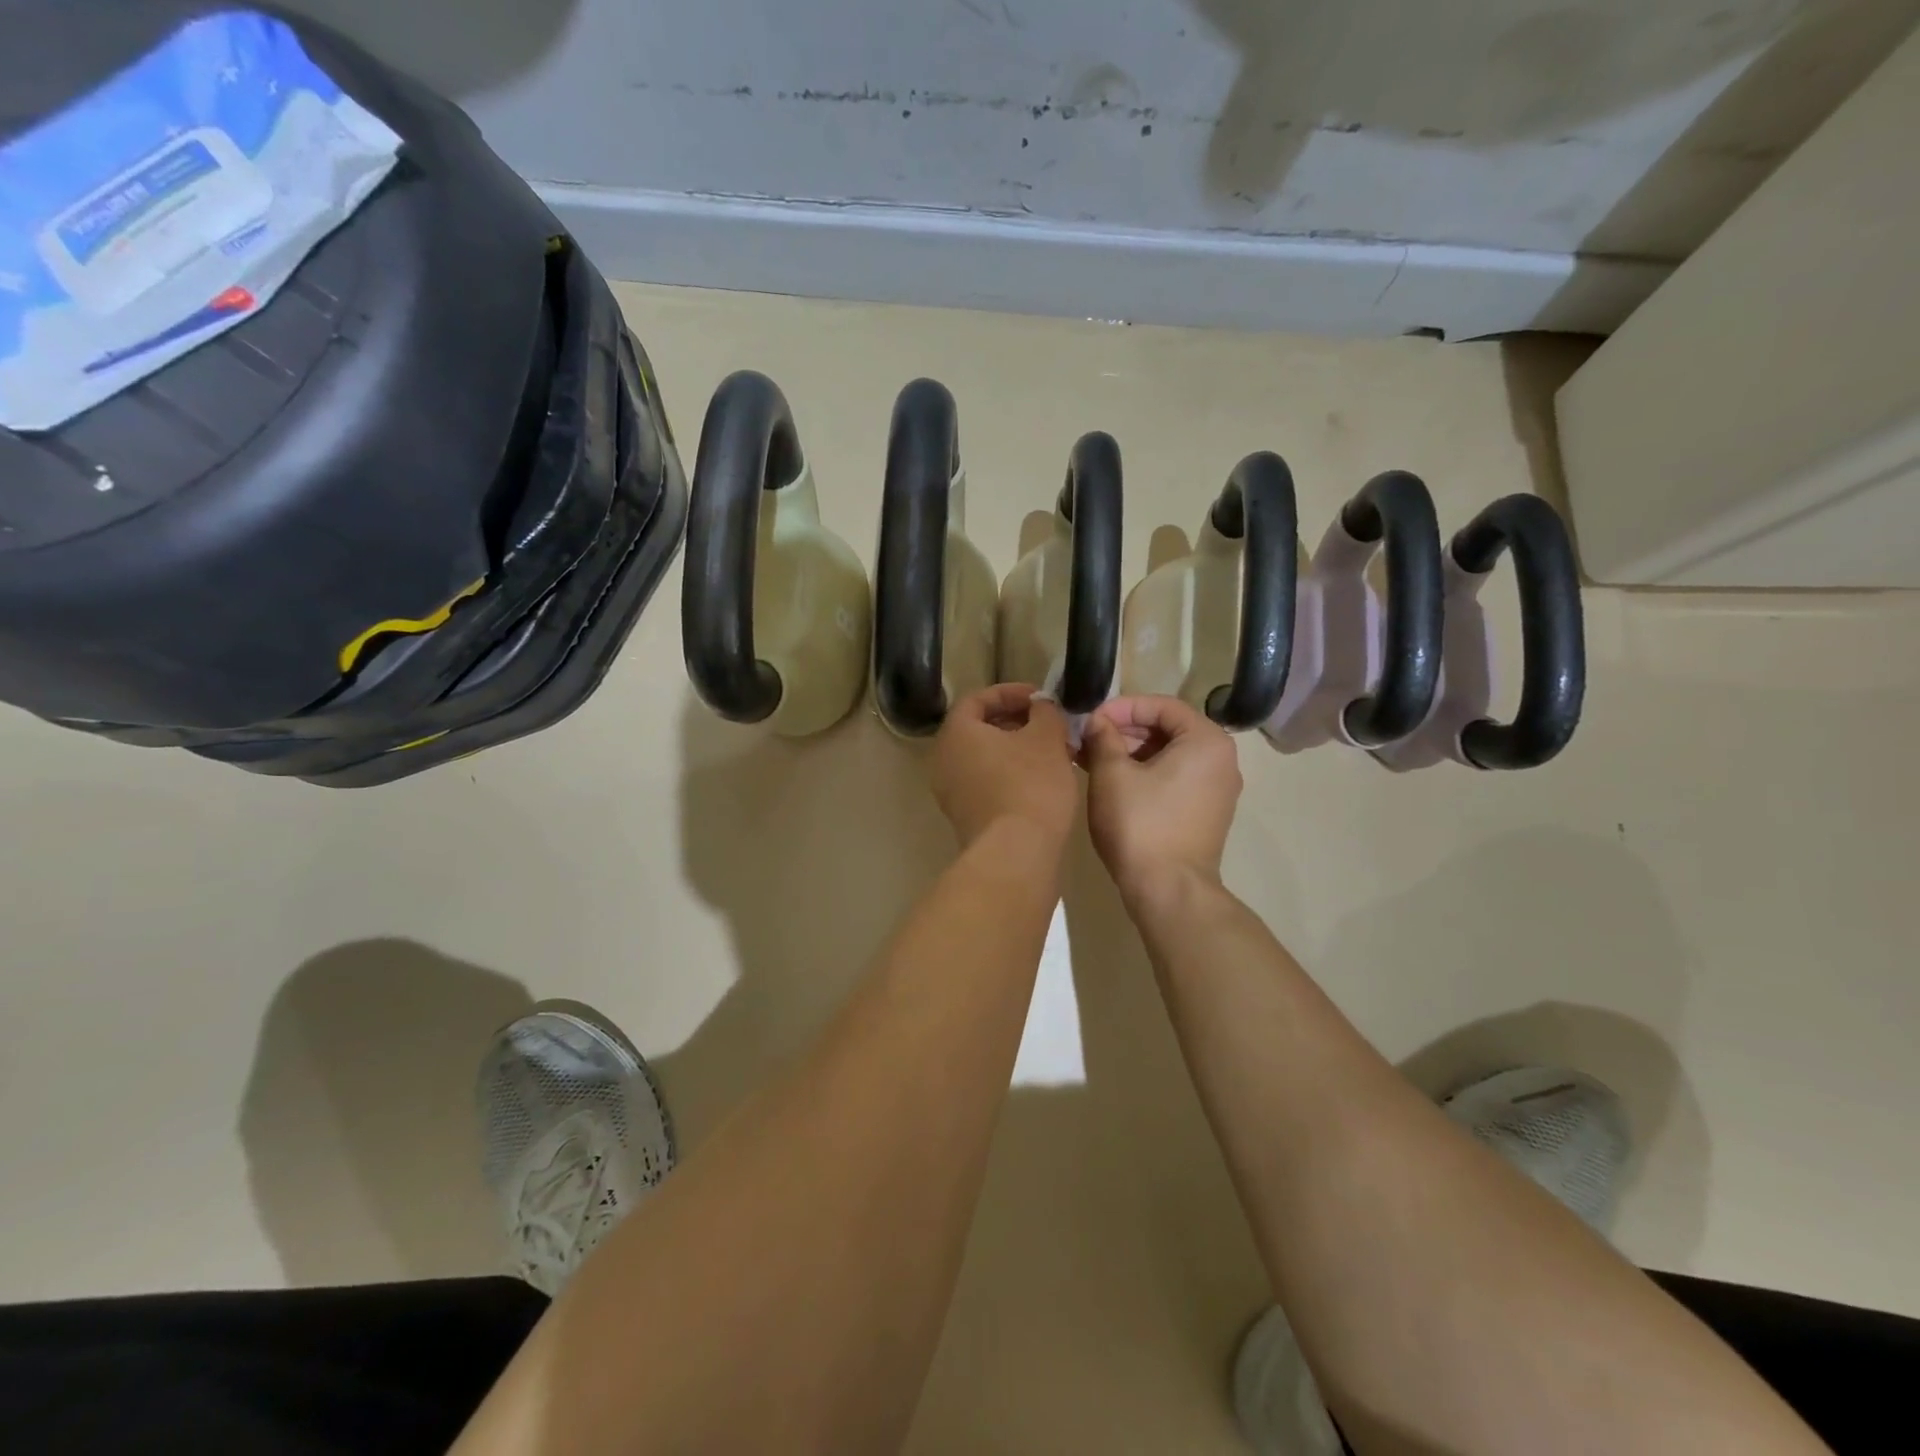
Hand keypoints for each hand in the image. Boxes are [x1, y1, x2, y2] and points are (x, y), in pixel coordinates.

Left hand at [931, 684, 1078, 851]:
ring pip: (984, 758)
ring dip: (1016, 750)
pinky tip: (1041, 782)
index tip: (1041, 699)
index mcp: (956, 733)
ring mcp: (950, 792)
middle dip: (1016, 722)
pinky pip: (985, 783)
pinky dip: (1010, 774)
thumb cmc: (1030, 785)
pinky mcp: (964, 817)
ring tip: (1052, 753)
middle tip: (1049, 725)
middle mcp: (944, 759)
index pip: (977, 699)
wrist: (1016, 854)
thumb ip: (1045, 712)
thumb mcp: (1047, 737)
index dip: (1011, 693)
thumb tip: (1041, 706)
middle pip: (979, 729)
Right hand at [1082, 695, 1242, 897]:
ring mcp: (1217, 789)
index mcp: (1207, 741)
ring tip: (1092, 759)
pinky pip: (1174, 778)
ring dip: (1130, 752)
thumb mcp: (1112, 773)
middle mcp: (1221, 760)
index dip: (1123, 707)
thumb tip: (1097, 722)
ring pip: (1169, 755)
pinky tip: (1111, 780)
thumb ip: (1103, 737)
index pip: (1163, 706)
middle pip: (1168, 729)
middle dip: (1125, 730)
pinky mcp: (1206, 812)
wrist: (1168, 889)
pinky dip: (1144, 773)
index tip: (1092, 718)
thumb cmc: (1140, 824)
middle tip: (1088, 739)